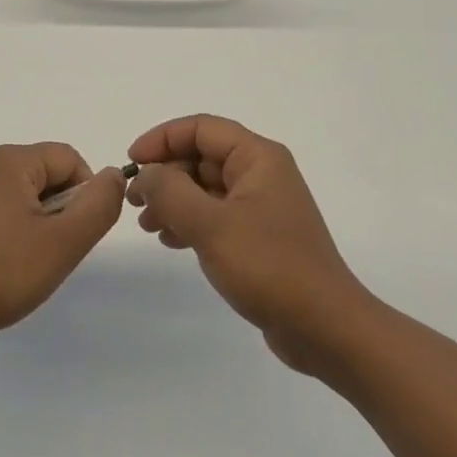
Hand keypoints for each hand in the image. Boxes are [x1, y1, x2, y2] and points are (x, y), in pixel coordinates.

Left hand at [0, 143, 125, 352]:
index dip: (84, 194)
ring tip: (18, 265)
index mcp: (10, 161)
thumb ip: (98, 205)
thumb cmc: (0, 275)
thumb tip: (113, 174)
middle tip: (49, 254)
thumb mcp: (63, 244)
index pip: (67, 159)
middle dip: (54, 210)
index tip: (75, 236)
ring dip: (25, 221)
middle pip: (38, 175)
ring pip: (9, 195)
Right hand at [127, 115, 370, 373]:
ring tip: (148, 226)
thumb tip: (146, 174)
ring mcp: (262, 206)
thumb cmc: (269, 266)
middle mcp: (262, 173)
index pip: (201, 128)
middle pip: (201, 156)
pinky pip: (216, 214)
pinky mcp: (259, 236)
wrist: (325, 327)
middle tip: (134, 202)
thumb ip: (170, 192)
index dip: (162, 139)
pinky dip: (190, 221)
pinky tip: (171, 241)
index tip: (131, 163)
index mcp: (258, 157)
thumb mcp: (211, 225)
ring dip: (173, 200)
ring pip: (205, 187)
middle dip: (165, 174)